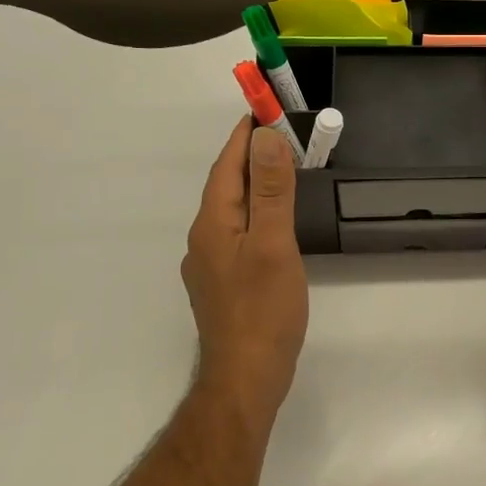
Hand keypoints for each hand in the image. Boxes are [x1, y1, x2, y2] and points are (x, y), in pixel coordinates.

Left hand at [182, 119, 308, 422]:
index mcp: (213, 224)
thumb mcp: (274, 244)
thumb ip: (270, 191)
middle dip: (250, 155)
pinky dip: (255, 212)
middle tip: (282, 133)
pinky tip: (272, 222)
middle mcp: (203, 239)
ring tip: (281, 170)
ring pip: (231, 210)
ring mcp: (210, 264)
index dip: (244, 134)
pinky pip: (237, 232)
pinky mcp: (223, 283)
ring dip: (252, 184)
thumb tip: (266, 138)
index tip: (264, 108)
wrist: (246, 377)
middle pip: (226, 185)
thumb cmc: (263, 309)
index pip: (227, 165)